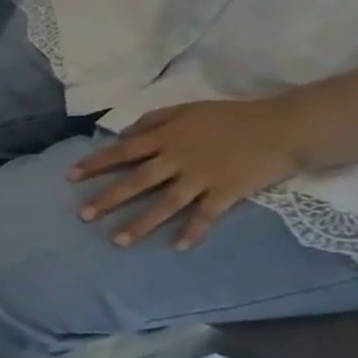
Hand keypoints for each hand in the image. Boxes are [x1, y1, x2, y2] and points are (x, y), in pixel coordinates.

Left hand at [69, 97, 312, 249]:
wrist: (288, 126)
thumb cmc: (233, 117)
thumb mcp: (187, 110)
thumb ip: (152, 121)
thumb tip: (121, 135)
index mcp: (165, 138)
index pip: (121, 152)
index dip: (94, 164)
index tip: (69, 177)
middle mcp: (177, 159)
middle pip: (136, 182)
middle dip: (107, 200)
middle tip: (82, 216)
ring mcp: (202, 177)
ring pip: (164, 204)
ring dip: (141, 224)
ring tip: (117, 241)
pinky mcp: (227, 192)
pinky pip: (206, 215)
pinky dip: (193, 231)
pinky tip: (178, 247)